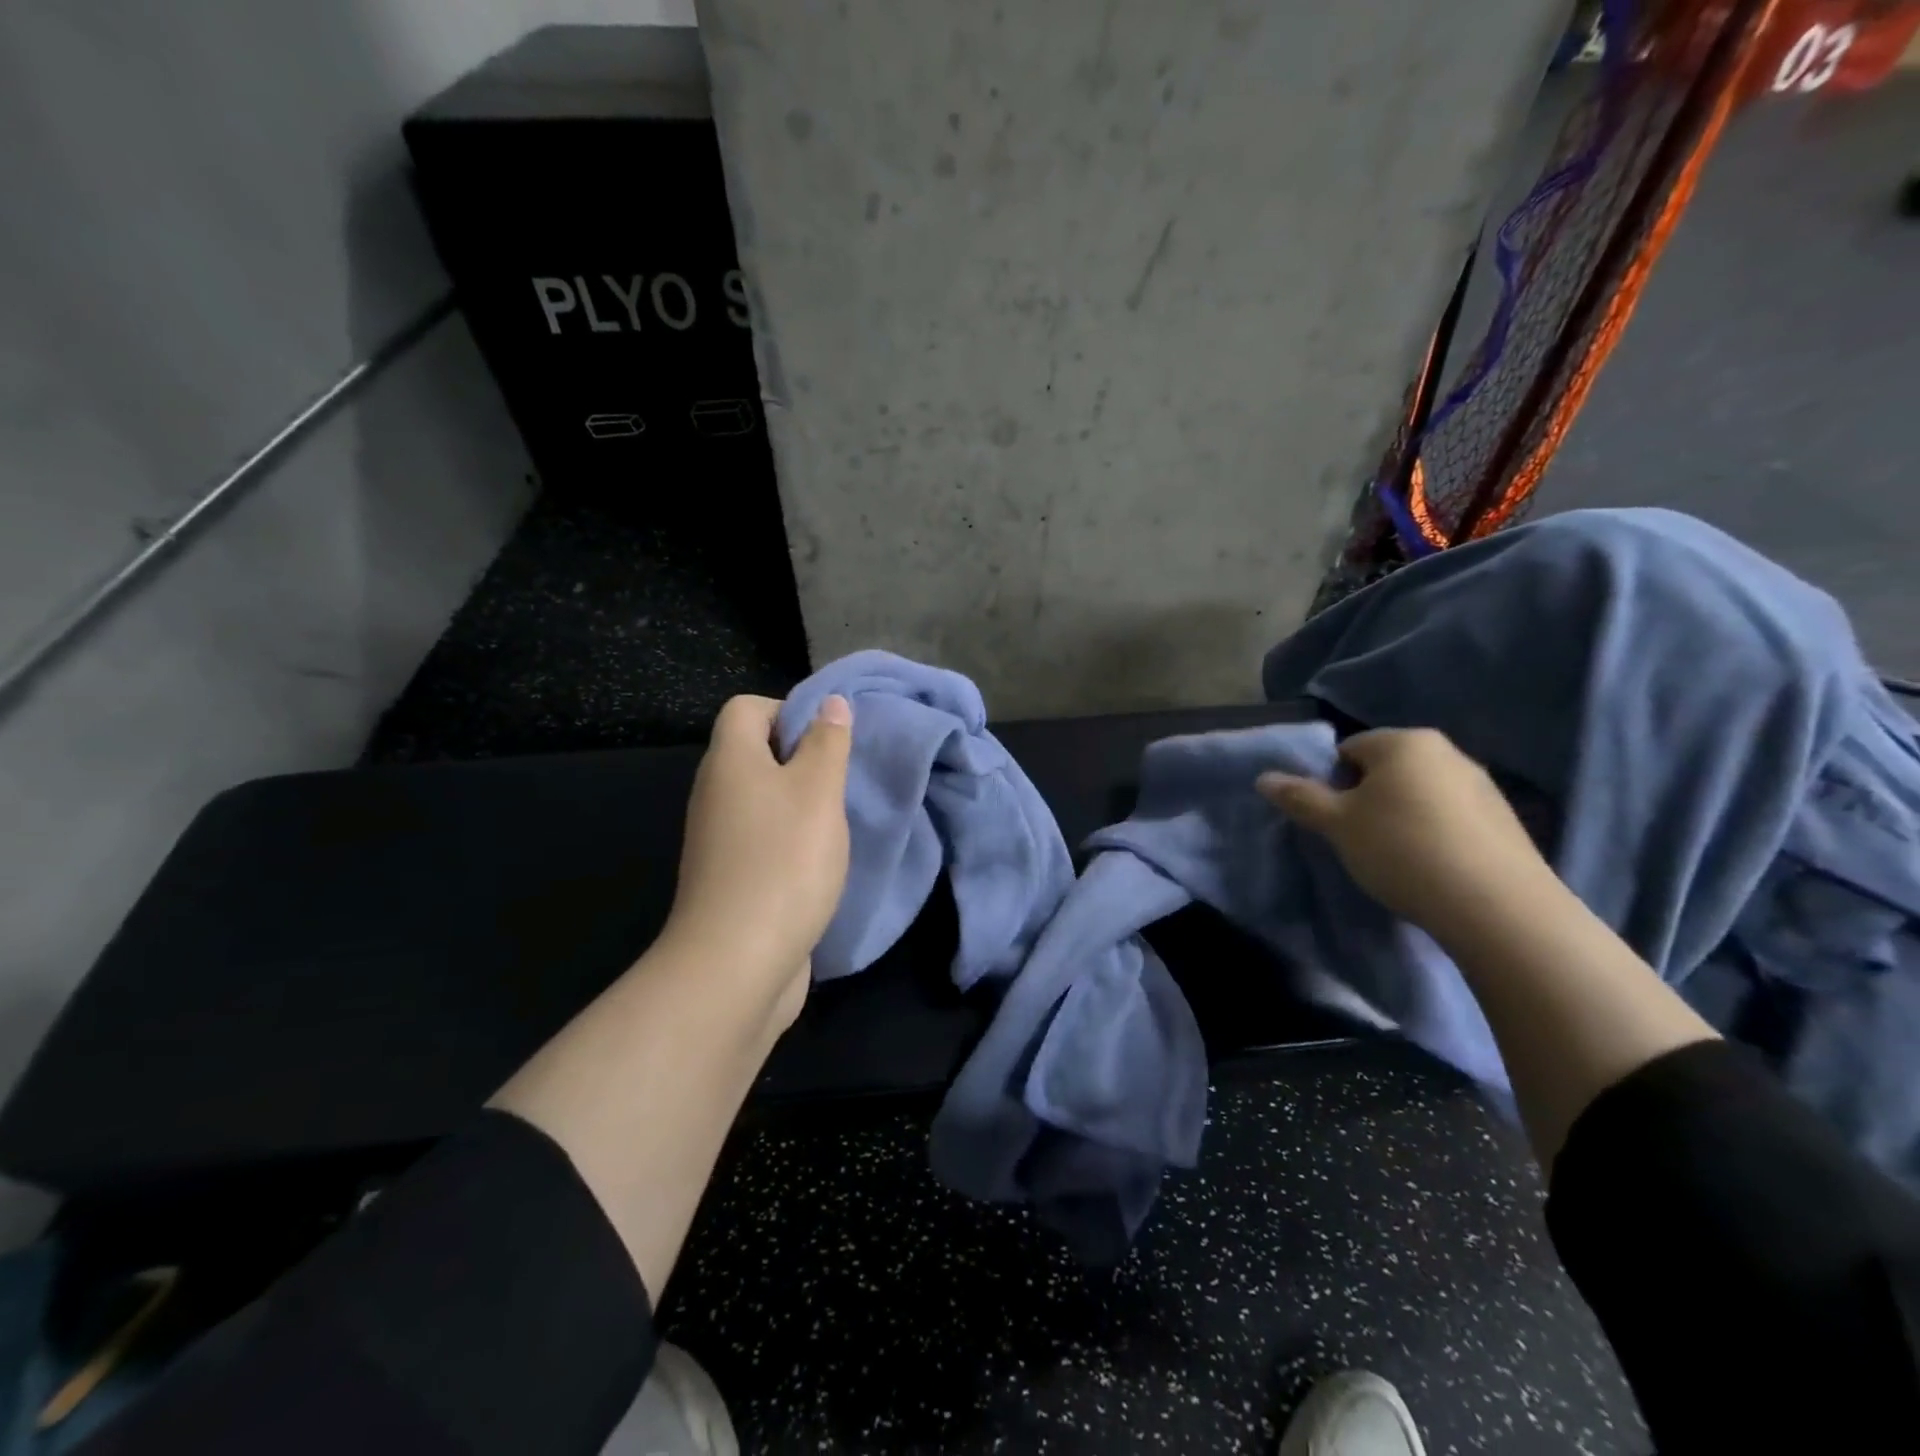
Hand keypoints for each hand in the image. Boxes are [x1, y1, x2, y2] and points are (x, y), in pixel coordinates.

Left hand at [658, 693, 853, 1031]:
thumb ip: (827, 743)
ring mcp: (718, 839)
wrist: (737, 962)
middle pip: (755, 753)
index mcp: (730, 761)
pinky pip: (762, 838)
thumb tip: (831, 703)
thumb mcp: (818, 791)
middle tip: (841, 781)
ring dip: (800, 803)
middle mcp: (715, 793)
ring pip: (762, 799)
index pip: (746, 708)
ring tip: (837, 821)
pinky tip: (819, 861)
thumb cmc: (784, 861)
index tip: (828, 740)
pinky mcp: (729, 877)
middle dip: (802, 759)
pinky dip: (790, 841)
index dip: (788, 710)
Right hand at [1256, 727, 1556, 942]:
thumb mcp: (1337, 825)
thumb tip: (1263, 778)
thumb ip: (1299, 797)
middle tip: (1357, 838)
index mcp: (1404, 741)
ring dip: (1400, 816)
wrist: (1496, 906)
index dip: (1331, 782)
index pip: (1348, 749)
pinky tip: (1431, 867)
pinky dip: (1433, 833)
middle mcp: (1447, 751)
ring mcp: (1482, 785)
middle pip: (1385, 769)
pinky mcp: (1505, 819)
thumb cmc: (1402, 849)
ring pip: (1419, 793)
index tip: (1333, 820)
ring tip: (1395, 857)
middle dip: (1365, 798)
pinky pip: (1450, 817)